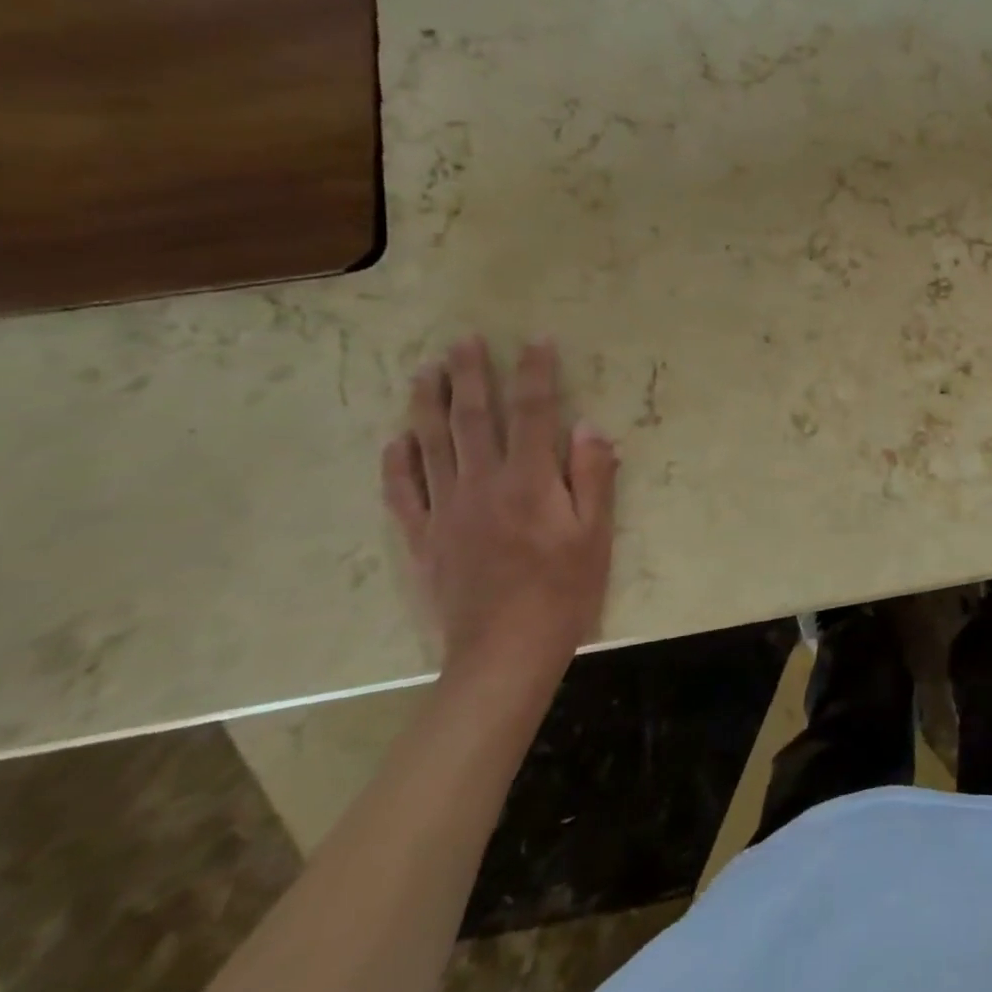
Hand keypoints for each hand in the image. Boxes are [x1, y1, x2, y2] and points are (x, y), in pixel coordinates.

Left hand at [382, 336, 618, 685]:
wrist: (504, 652)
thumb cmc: (563, 590)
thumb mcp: (596, 533)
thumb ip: (592, 475)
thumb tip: (587, 425)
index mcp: (529, 480)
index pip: (533, 411)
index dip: (535, 372)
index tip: (536, 339)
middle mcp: (482, 484)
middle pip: (473, 418)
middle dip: (470, 374)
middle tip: (463, 340)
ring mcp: (446, 510)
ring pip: (431, 445)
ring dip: (428, 404)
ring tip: (425, 371)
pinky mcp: (424, 539)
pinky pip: (404, 493)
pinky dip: (397, 464)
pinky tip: (395, 441)